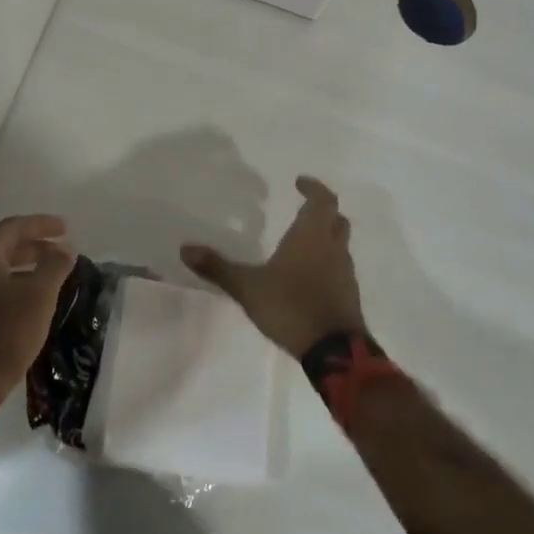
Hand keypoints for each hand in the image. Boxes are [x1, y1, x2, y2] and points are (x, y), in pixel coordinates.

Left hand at [0, 214, 75, 410]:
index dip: (41, 224)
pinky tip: (38, 303)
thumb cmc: (6, 332)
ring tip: (56, 275)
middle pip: (6, 247)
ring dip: (30, 267)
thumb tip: (66, 248)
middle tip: (64, 250)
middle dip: (37, 245)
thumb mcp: (39, 295)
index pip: (13, 227)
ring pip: (3, 270)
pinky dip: (21, 286)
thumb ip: (55, 266)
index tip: (66, 228)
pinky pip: (0, 290)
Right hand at [182, 176, 365, 357]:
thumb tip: (185, 248)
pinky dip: (326, 264)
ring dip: (326, 238)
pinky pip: (339, 269)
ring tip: (300, 243)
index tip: (299, 182)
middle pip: (336, 220)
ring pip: (340, 245)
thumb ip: (217, 267)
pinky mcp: (348, 296)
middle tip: (302, 209)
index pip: (323, 200)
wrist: (334, 351)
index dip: (314, 188)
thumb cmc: (291, 306)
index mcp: (312, 236)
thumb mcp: (247, 287)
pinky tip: (306, 276)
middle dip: (322, 211)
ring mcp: (345, 274)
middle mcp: (333, 249)